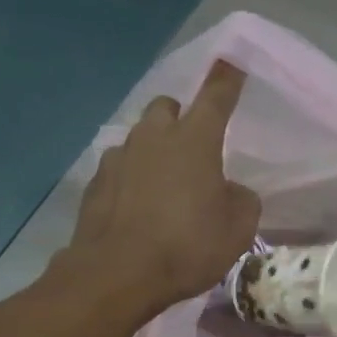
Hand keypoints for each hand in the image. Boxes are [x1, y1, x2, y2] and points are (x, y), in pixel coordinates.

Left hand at [63, 61, 261, 319]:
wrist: (117, 274)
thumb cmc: (186, 247)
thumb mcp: (237, 231)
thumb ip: (242, 201)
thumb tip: (231, 192)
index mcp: (194, 141)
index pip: (216, 97)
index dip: (226, 79)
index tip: (231, 62)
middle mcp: (153, 138)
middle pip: (167, 107)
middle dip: (180, 117)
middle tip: (192, 146)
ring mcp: (119, 158)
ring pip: (139, 137)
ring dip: (153, 150)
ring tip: (163, 184)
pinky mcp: (95, 183)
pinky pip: (119, 168)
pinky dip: (131, 178)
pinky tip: (136, 207)